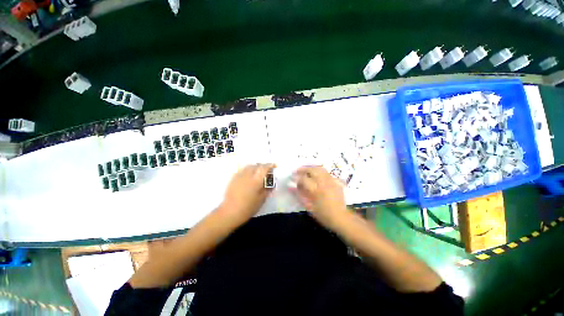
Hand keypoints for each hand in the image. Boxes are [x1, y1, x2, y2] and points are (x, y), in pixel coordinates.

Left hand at [219, 163, 275, 224]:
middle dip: (263, 166)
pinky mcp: (233, 178)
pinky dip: (248, 170)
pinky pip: (242, 170)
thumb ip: (267, 190)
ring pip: (249, 166)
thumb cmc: (249, 207)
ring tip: (258, 171)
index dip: (270, 165)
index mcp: (257, 180)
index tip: (274, 165)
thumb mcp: (262, 199)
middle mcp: (248, 175)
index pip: (265, 168)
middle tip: (266, 170)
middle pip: (257, 165)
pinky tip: (248, 175)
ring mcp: (240, 176)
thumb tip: (272, 184)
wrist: (230, 212)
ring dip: (255, 167)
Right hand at [293, 166, 348, 229]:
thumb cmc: (323, 214)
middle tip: (297, 170)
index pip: (304, 179)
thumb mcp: (309, 207)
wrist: (341, 218)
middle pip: (312, 170)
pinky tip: (318, 175)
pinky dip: (321, 172)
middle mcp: (324, 182)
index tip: (292, 178)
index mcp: (316, 189)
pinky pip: (328, 173)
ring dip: (312, 168)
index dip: (297, 178)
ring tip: (306, 170)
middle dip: (303, 169)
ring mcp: (331, 181)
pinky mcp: (337, 182)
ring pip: (321, 169)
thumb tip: (291, 187)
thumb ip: (300, 195)